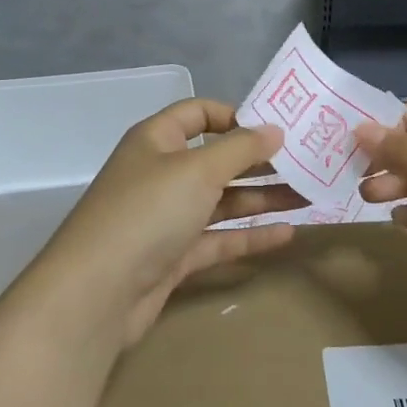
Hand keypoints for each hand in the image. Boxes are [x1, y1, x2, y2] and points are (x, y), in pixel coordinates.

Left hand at [15, 99, 303, 347]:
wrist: (96, 294)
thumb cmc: (147, 213)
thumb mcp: (197, 170)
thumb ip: (240, 149)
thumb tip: (275, 130)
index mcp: (157, 140)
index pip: (198, 113)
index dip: (236, 116)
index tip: (277, 128)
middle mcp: (161, 174)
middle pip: (217, 160)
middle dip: (261, 162)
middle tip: (308, 164)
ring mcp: (167, 217)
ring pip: (222, 201)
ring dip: (263, 198)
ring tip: (310, 197)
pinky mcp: (174, 256)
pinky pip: (218, 239)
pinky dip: (250, 235)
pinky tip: (287, 234)